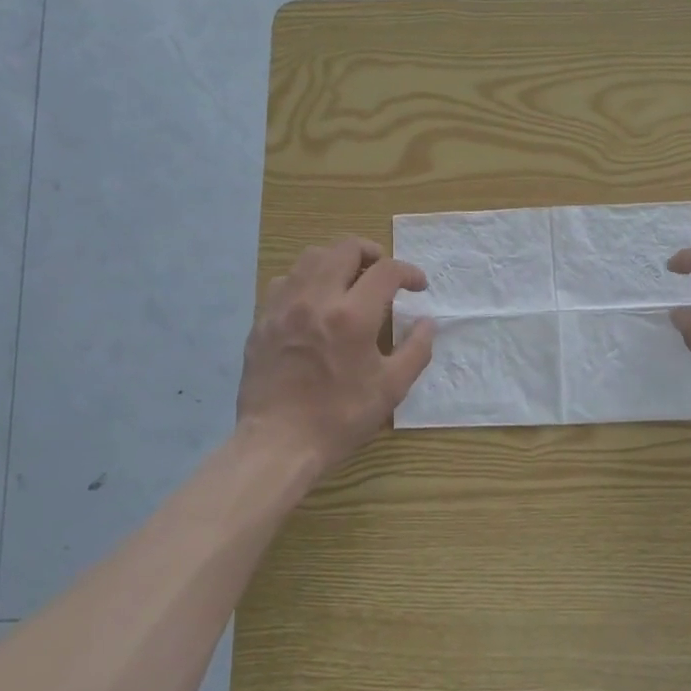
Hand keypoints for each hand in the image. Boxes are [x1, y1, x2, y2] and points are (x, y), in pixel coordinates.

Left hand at [236, 238, 435, 472]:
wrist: (278, 442)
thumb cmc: (340, 417)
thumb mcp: (391, 389)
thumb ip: (416, 350)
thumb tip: (427, 322)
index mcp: (352, 316)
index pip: (387, 271)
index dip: (409, 272)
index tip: (418, 286)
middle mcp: (316, 299)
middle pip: (345, 248)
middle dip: (372, 252)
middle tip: (384, 272)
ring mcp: (284, 306)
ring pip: (311, 257)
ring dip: (337, 260)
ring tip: (350, 279)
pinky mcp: (263, 318)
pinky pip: (285, 280)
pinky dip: (306, 279)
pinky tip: (315, 300)